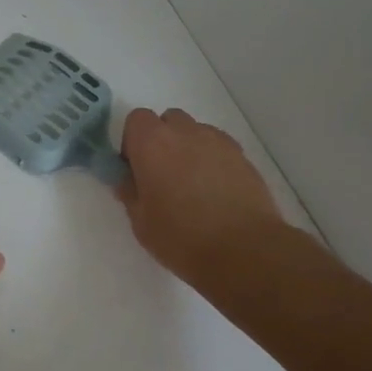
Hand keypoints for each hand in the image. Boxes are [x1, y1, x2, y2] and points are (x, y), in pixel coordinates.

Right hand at [117, 107, 284, 294]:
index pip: (136, 119)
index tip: (135, 168)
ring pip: (195, 132)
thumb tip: (127, 180)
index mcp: (152, 143)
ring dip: (188, 148)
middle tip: (162, 174)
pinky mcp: (242, 156)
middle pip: (168, 120)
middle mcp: (185, 132)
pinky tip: (215, 189)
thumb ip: (129, 192)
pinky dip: (212, 159)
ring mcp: (217, 142)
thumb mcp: (140, 221)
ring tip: (192, 183)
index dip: (132, 141)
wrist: (243, 251)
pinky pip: (219, 147)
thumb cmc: (181, 237)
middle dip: (162, 139)